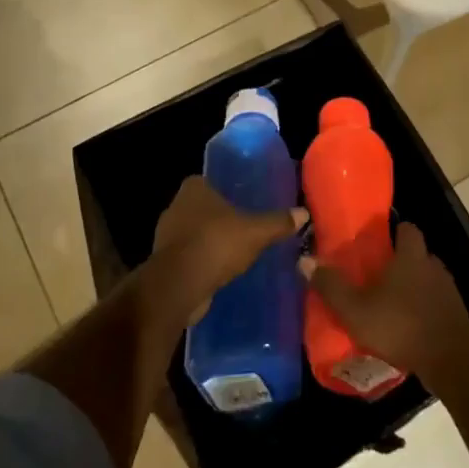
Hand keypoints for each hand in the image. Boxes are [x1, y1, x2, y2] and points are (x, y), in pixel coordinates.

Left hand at [152, 175, 304, 321]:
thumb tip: (303, 213)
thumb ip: (278, 222)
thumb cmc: (216, 244)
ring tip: (234, 251)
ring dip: (209, 241)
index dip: (224, 191)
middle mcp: (175, 206)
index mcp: (193, 189)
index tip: (241, 202)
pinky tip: (219, 271)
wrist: (179, 286)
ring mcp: (166, 235)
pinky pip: (188, 256)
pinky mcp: (164, 262)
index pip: (208, 182)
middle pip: (201, 208)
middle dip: (218, 217)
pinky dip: (201, 261)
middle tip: (243, 226)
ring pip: (193, 233)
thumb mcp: (256, 232)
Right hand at [304, 223, 468, 379]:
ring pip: (428, 279)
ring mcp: (449, 291)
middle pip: (417, 254)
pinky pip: (436, 303)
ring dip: (413, 288)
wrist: (451, 361)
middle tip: (378, 277)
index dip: (395, 231)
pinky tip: (409, 327)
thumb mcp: (356, 309)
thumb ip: (331, 286)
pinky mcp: (457, 315)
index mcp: (411, 256)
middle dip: (400, 262)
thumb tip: (304, 261)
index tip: (379, 241)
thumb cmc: (400, 326)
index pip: (408, 228)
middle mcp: (433, 266)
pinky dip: (424, 309)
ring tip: (392, 304)